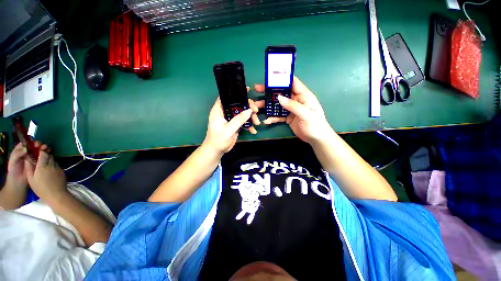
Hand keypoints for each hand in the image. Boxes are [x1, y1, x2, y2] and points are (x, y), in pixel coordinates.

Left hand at [6, 142, 49, 189]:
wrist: (18, 181)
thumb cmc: (13, 170)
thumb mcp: (12, 161)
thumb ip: (17, 154)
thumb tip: (26, 149)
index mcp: (21, 149)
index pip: (26, 142)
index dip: (31, 141)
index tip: (34, 143)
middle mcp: (28, 151)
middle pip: (34, 145)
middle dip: (39, 144)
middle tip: (41, 146)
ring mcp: (34, 156)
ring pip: (40, 149)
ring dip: (44, 147)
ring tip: (46, 148)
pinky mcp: (39, 161)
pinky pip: (43, 155)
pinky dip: (47, 152)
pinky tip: (49, 152)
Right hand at [24, 150, 66, 202]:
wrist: (56, 195)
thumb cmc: (41, 188)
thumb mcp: (31, 179)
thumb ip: (29, 168)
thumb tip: (28, 159)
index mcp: (42, 166)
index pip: (43, 153)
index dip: (40, 152)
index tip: (37, 154)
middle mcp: (51, 165)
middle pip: (49, 156)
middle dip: (45, 156)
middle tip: (40, 161)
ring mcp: (58, 168)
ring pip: (54, 161)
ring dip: (49, 162)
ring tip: (45, 168)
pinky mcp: (63, 171)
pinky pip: (57, 166)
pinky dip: (53, 167)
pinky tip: (51, 173)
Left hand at [203, 95, 259, 153]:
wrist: (217, 151)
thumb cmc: (218, 140)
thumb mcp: (228, 130)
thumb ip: (238, 120)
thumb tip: (249, 111)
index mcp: (219, 110)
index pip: (227, 97)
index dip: (236, 93)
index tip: (247, 91)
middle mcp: (225, 112)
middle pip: (238, 104)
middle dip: (248, 107)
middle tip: (256, 111)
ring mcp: (231, 119)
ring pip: (242, 113)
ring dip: (251, 117)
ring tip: (257, 123)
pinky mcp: (235, 125)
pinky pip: (244, 122)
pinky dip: (249, 125)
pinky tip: (253, 130)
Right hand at [255, 76, 332, 143]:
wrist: (316, 139)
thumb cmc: (315, 125)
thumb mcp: (306, 114)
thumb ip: (293, 106)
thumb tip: (279, 98)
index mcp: (303, 95)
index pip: (292, 83)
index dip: (282, 79)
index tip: (270, 78)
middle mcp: (296, 100)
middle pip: (281, 93)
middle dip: (269, 92)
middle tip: (258, 89)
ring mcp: (291, 109)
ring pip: (277, 105)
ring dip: (268, 106)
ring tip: (257, 107)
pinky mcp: (287, 118)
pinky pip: (278, 116)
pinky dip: (272, 118)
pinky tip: (266, 120)